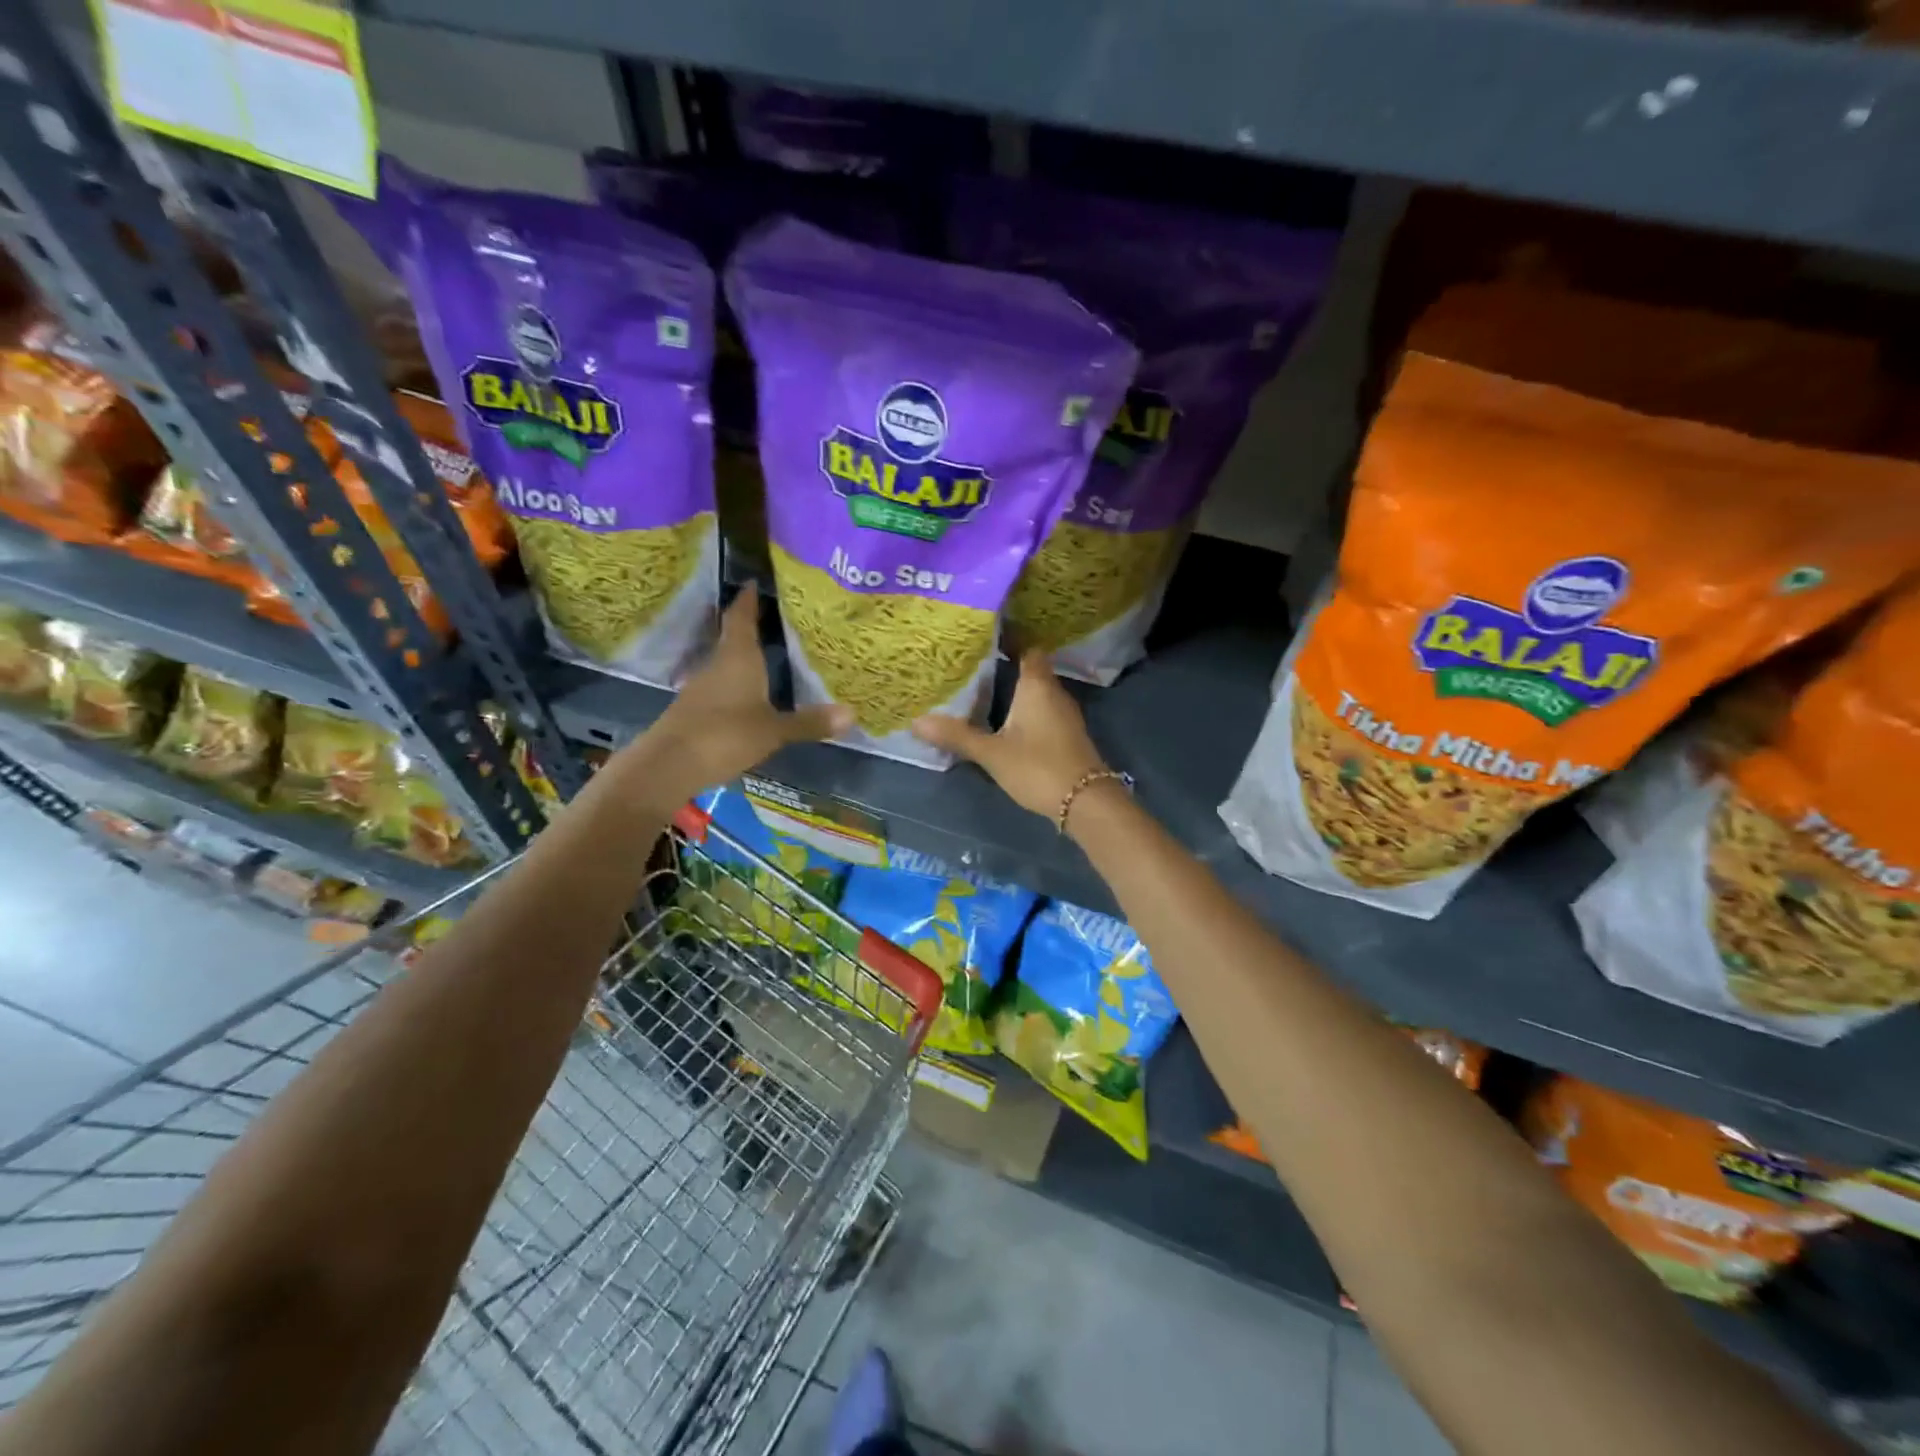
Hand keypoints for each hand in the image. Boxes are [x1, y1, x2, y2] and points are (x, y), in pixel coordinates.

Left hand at [640, 587, 851, 794]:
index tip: (754, 582)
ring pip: (725, 662)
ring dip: (742, 655)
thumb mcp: (773, 731)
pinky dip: (735, 682)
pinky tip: (749, 692)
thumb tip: (852, 714)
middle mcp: (717, 664)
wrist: (668, 766)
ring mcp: (701, 687)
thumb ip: (809, 722)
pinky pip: (720, 685)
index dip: (748, 599)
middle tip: (773, 615)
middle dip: (750, 625)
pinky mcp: (694, 709)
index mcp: (737, 658)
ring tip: (767, 651)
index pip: (741, 618)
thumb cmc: (724, 735)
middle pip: (732, 637)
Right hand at [911, 650, 1106, 817]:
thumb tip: (917, 721)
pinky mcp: (1067, 734)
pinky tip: (1006, 720)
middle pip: (1031, 668)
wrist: (1086, 802)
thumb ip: (957, 736)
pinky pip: (1043, 710)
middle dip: (1006, 664)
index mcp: (1037, 685)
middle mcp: (1054, 692)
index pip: (1027, 647)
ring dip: (1015, 690)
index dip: (1009, 638)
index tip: (984, 635)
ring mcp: (1065, 714)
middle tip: (973, 663)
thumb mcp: (992, 753)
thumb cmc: (1038, 767)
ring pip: (1037, 691)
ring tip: (983, 689)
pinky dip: (1025, 709)